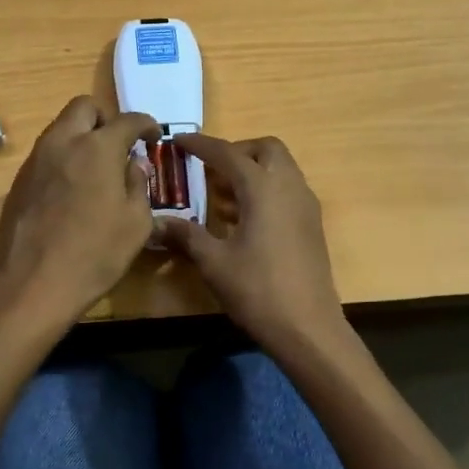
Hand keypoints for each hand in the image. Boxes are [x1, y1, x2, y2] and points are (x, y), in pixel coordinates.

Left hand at [0, 97, 159, 325]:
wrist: (33, 284)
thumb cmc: (95, 254)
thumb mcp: (135, 223)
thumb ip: (137, 185)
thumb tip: (133, 165)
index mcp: (97, 148)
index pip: (127, 120)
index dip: (145, 124)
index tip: (152, 137)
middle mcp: (63, 142)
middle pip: (84, 108)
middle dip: (105, 119)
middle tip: (118, 145)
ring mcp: (36, 160)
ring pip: (61, 128)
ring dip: (81, 137)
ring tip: (96, 169)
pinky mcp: (19, 181)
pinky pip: (46, 154)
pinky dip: (64, 159)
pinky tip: (72, 191)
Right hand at [157, 134, 346, 355]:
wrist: (308, 327)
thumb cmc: (258, 290)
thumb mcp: (214, 262)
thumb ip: (187, 235)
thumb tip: (156, 223)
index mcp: (263, 188)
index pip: (228, 153)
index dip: (201, 145)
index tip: (178, 140)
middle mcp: (289, 187)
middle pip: (266, 149)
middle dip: (237, 151)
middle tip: (210, 169)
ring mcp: (305, 205)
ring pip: (280, 168)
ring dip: (252, 170)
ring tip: (221, 194)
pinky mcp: (311, 224)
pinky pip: (287, 189)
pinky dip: (265, 189)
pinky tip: (242, 218)